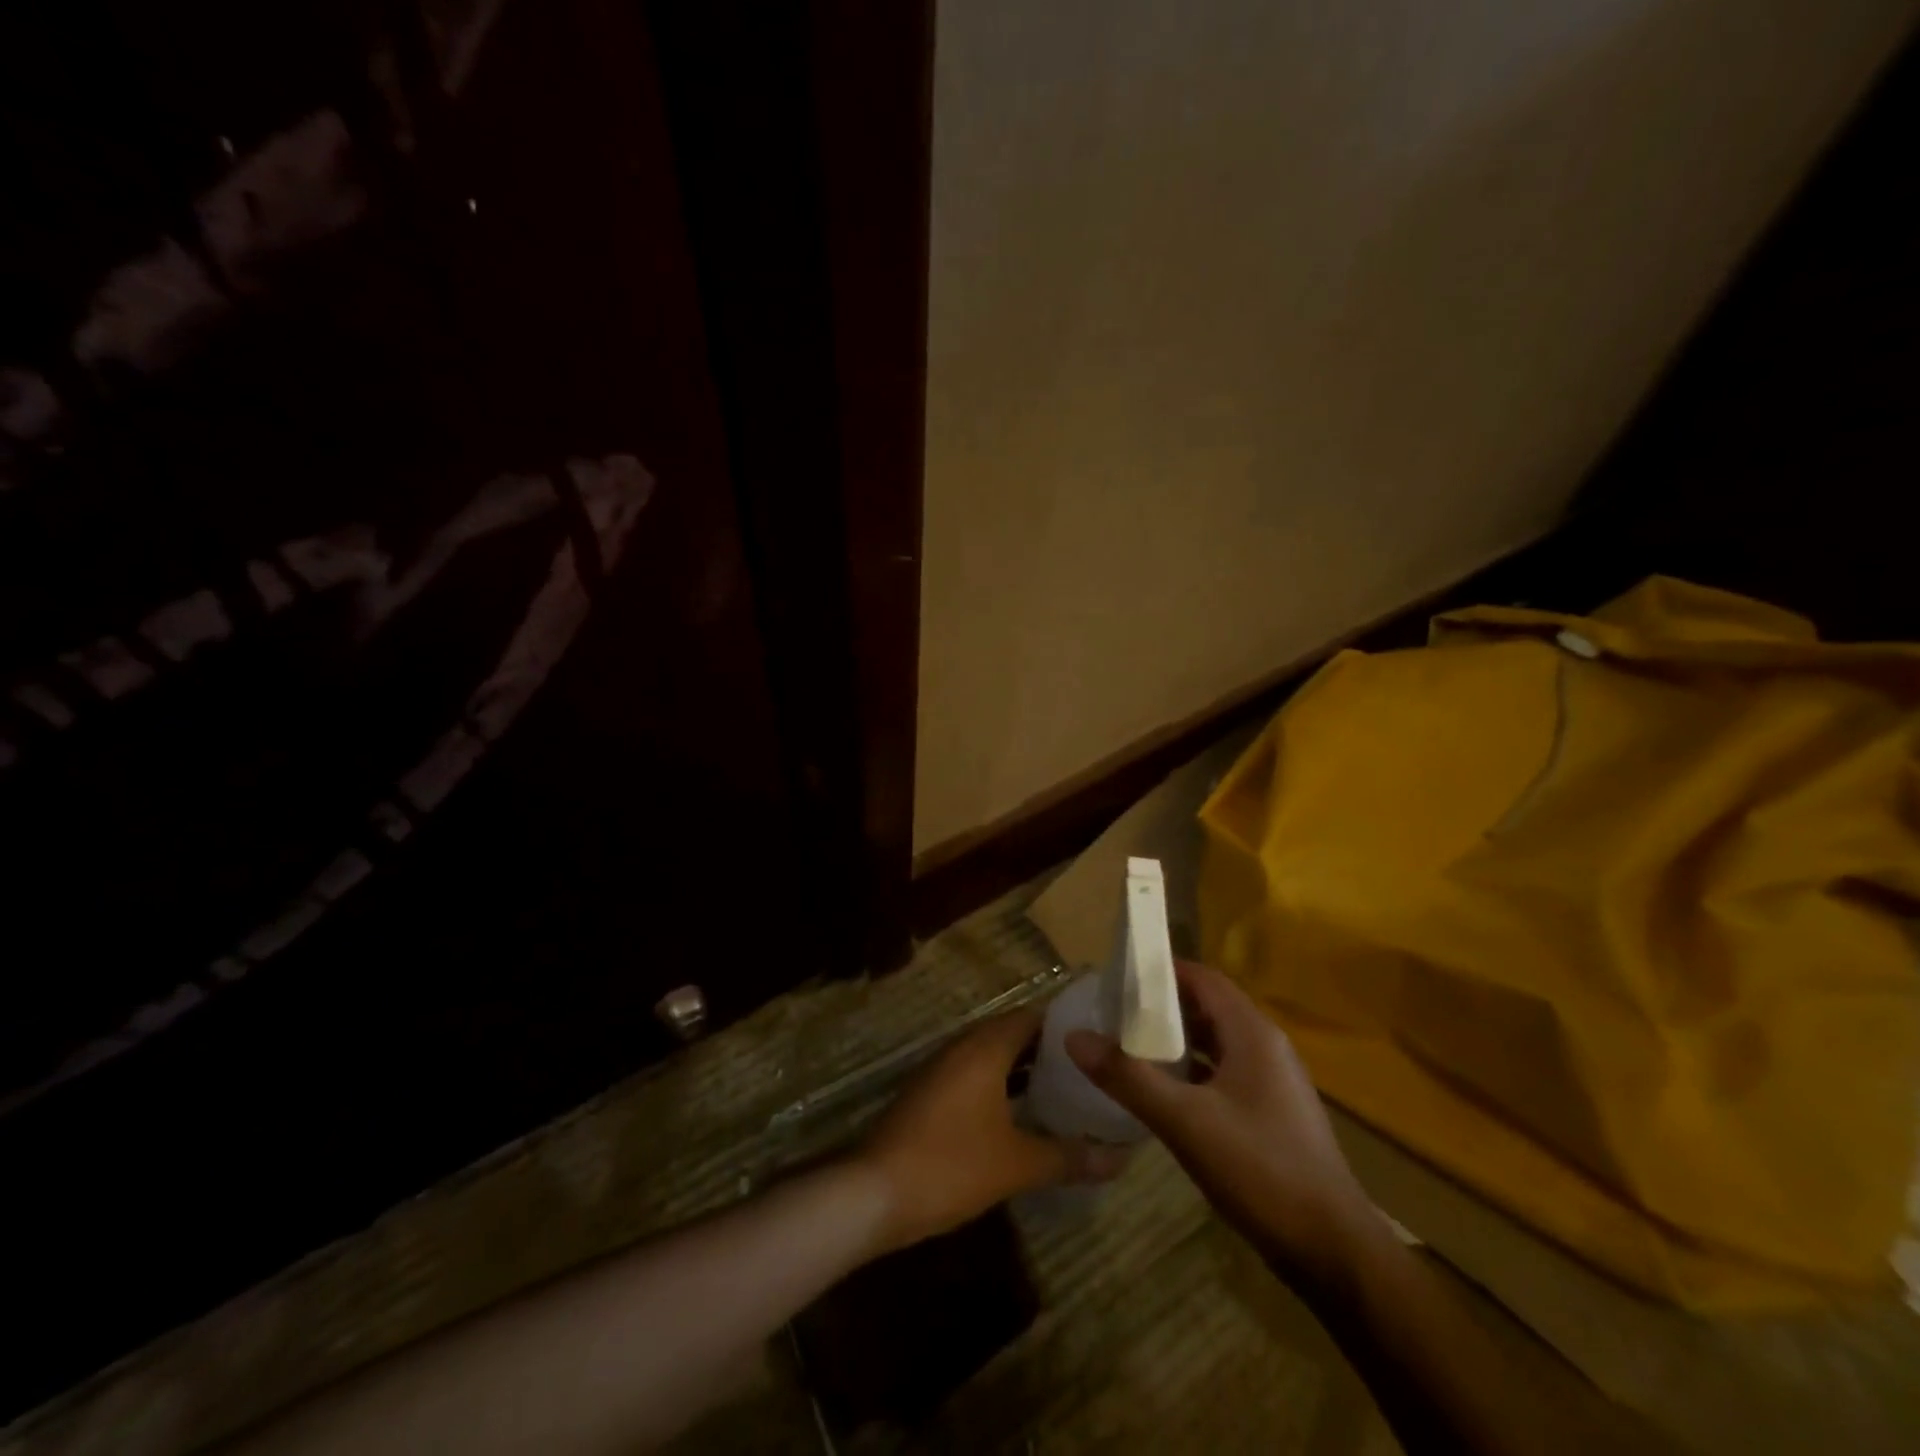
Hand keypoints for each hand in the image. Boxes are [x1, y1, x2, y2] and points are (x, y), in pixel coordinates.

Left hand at [857, 1007, 1126, 1253]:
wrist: (875, 1192)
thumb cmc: (951, 1164)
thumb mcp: (1017, 1164)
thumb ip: (1068, 1157)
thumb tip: (1120, 1159)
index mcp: (984, 1048)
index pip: (1032, 1017)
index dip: (1065, 1025)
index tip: (1098, 1038)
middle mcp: (962, 1048)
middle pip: (1012, 1034)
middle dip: (1049, 1049)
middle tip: (1090, 1067)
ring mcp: (942, 1070)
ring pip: (992, 1057)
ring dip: (1024, 1069)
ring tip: (1066, 1089)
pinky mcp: (930, 1095)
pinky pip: (975, 1076)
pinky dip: (1001, 1086)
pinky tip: (1023, 1115)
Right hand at [1066, 961, 1372, 1284]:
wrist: (1334, 1251)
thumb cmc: (1261, 1171)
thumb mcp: (1185, 1122)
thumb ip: (1128, 1078)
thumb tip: (1074, 1036)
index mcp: (1252, 1034)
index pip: (1203, 978)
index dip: (1161, 972)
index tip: (1117, 977)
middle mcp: (1266, 1046)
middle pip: (1208, 1007)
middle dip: (1161, 1007)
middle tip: (1114, 1013)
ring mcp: (1272, 1081)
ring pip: (1215, 1042)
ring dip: (1175, 1040)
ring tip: (1128, 1047)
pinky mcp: (1271, 1112)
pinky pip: (1224, 1073)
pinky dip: (1192, 1070)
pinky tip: (1163, 1091)